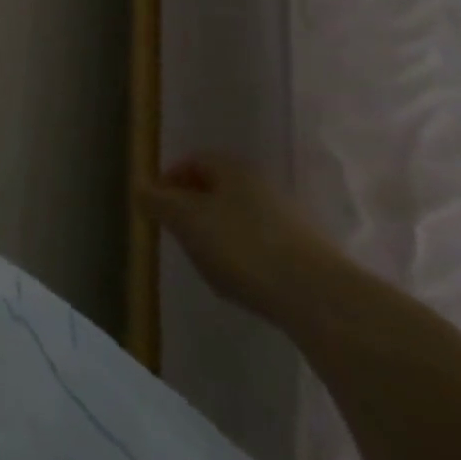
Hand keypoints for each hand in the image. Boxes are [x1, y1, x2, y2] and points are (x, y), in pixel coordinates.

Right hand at [139, 154, 343, 320]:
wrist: (321, 299)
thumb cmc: (242, 247)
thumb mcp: (185, 221)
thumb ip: (157, 202)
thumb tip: (139, 187)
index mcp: (233, 168)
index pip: (193, 160)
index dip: (169, 179)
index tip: (157, 206)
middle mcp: (262, 184)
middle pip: (217, 189)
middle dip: (193, 209)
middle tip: (178, 234)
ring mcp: (289, 219)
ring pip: (239, 218)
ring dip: (218, 234)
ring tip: (207, 262)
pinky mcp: (307, 253)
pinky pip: (262, 245)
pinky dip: (244, 257)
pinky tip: (241, 281)